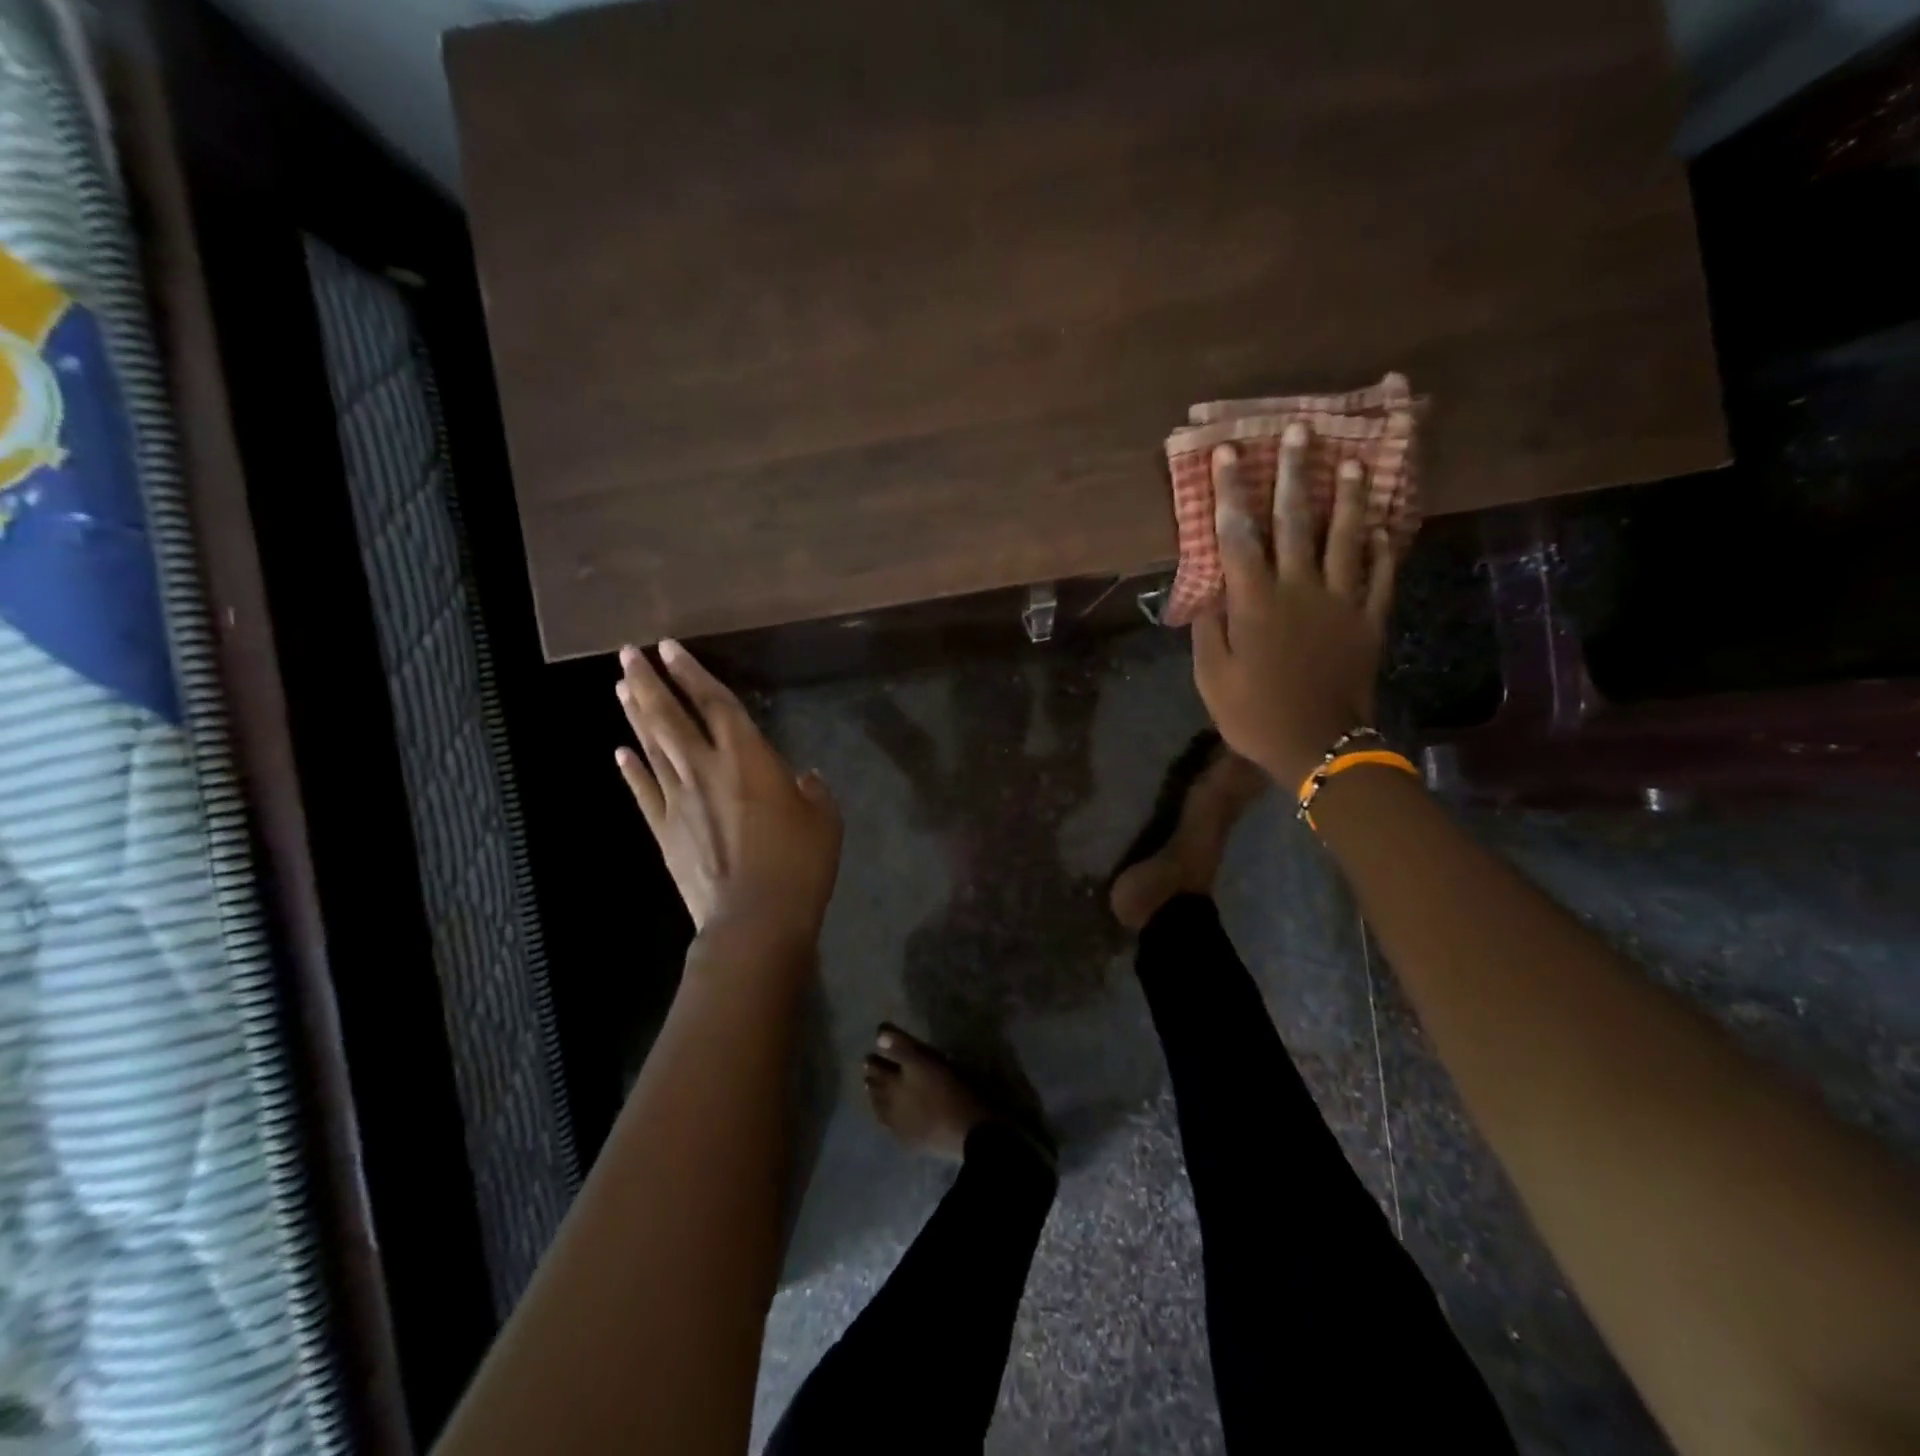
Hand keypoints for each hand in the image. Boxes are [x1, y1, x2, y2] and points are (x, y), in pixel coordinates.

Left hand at [615, 641, 842, 954]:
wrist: (755, 918)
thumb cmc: (799, 862)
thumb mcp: (824, 818)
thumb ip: (812, 791)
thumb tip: (803, 778)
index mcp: (747, 757)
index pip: (714, 702)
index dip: (692, 673)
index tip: (668, 648)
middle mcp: (705, 768)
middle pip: (670, 717)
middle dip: (649, 682)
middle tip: (627, 655)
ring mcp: (678, 800)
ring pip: (652, 747)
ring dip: (636, 715)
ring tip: (622, 688)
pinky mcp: (665, 831)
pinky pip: (644, 792)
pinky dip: (631, 770)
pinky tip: (619, 753)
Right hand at [1192, 423, 1401, 789]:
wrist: (1318, 745)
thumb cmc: (1254, 714)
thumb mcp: (1211, 677)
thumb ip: (1209, 628)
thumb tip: (1212, 589)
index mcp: (1255, 602)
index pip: (1238, 536)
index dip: (1230, 492)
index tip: (1227, 453)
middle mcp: (1299, 589)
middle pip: (1295, 521)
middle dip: (1293, 473)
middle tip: (1298, 431)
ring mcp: (1341, 601)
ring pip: (1346, 538)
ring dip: (1348, 497)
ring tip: (1353, 461)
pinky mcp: (1369, 619)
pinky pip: (1380, 575)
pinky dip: (1382, 547)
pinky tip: (1383, 525)